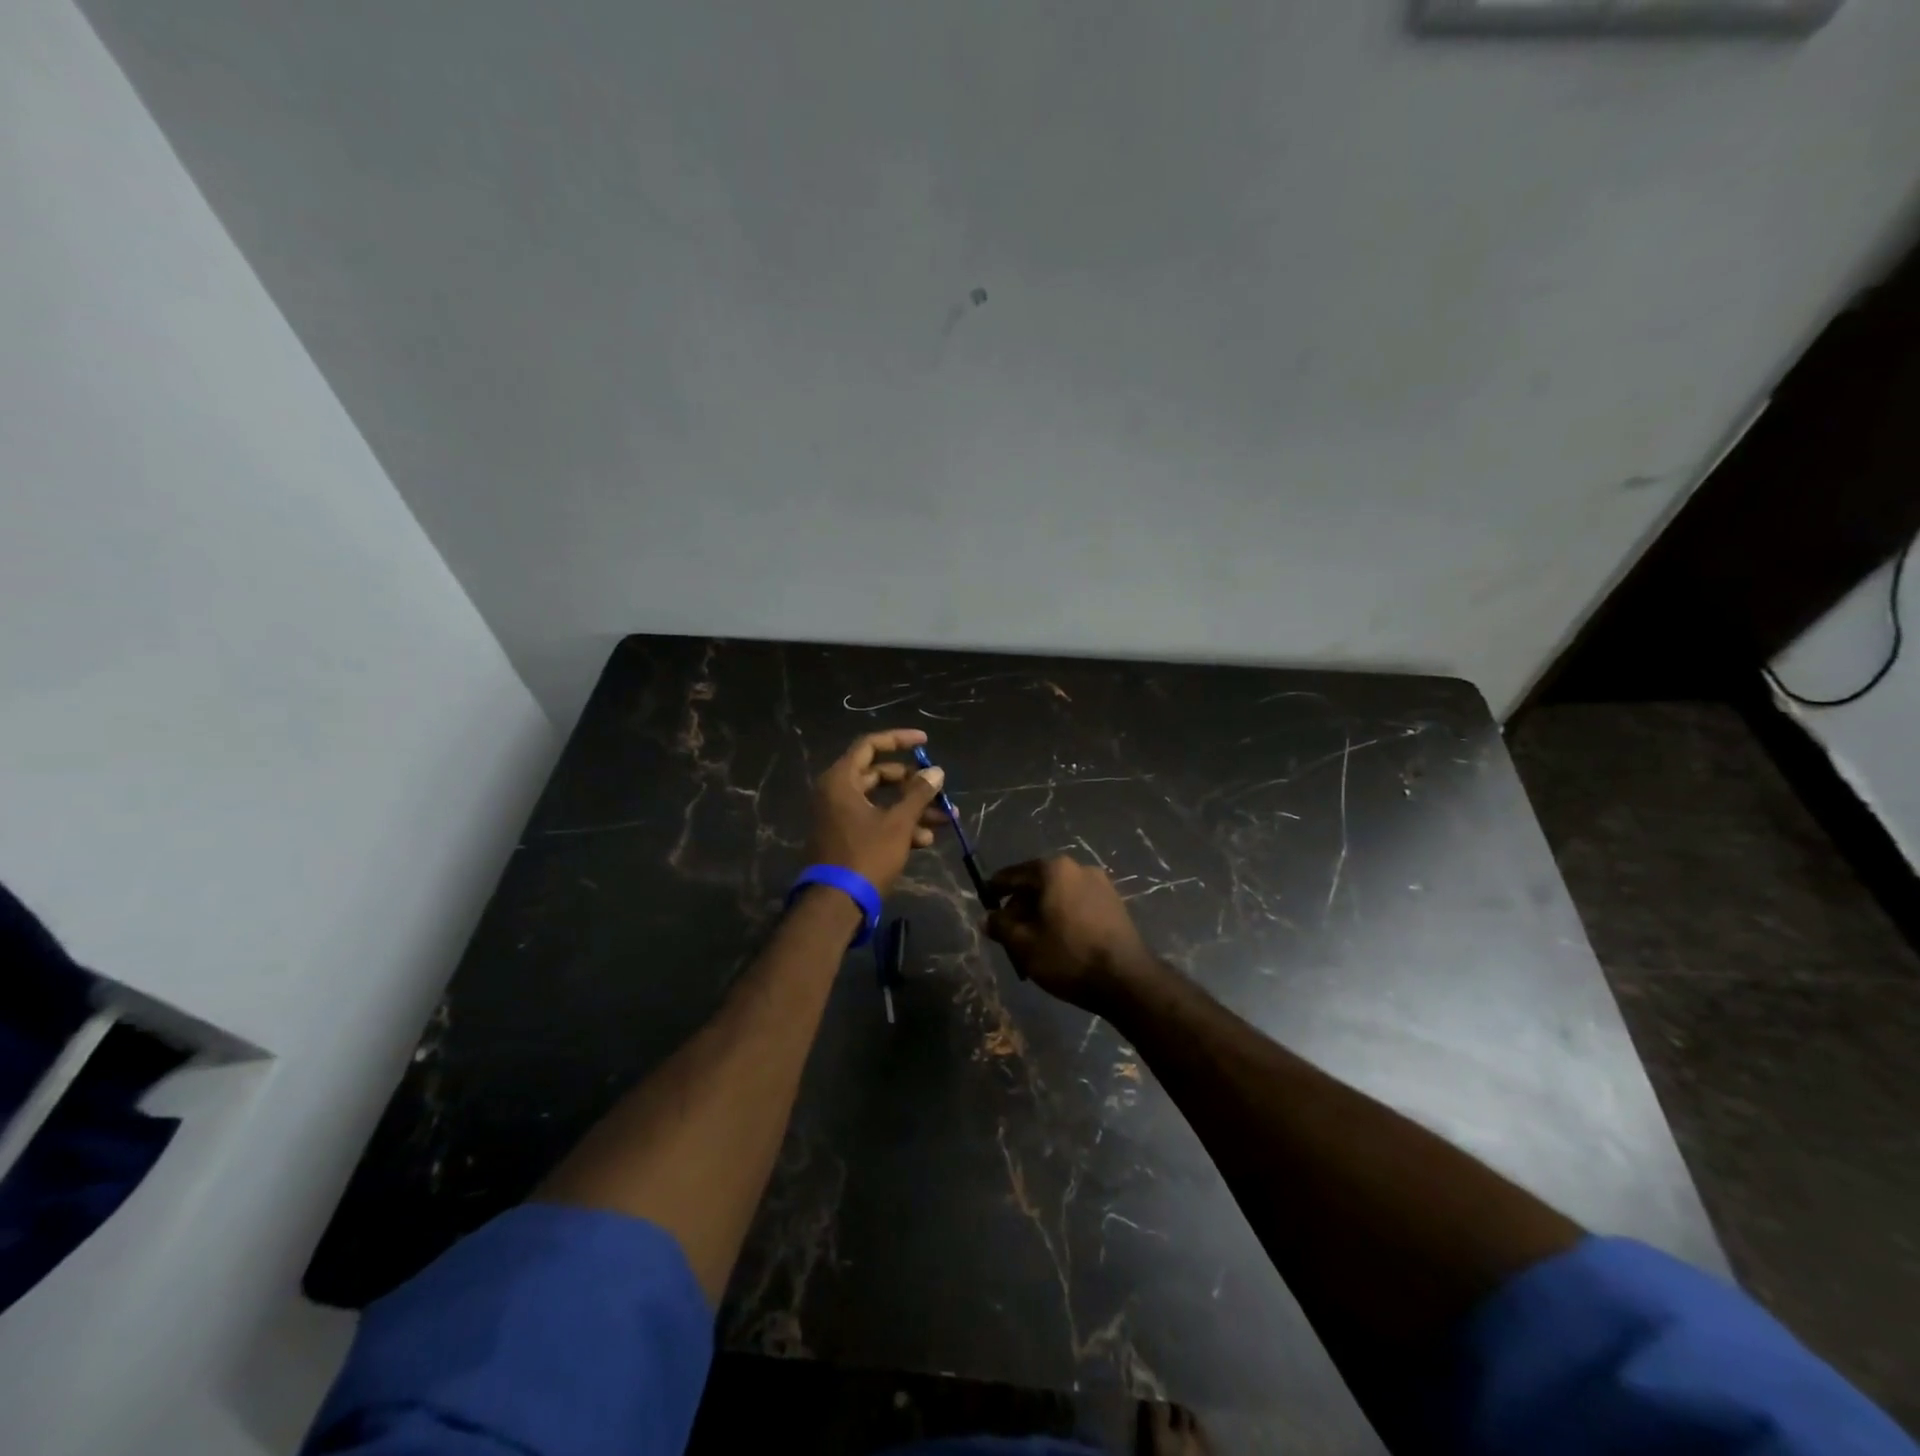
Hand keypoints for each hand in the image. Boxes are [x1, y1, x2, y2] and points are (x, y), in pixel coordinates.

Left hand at [805, 729, 947, 895]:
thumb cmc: (866, 855)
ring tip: (945, 819)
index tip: (925, 742)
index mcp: (841, 780)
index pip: (870, 745)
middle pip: (879, 775)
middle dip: (913, 783)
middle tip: (938, 789)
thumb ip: (918, 793)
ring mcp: (840, 816)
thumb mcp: (898, 823)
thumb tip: (936, 771)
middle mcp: (836, 793)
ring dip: (913, 808)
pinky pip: (875, 821)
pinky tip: (926, 840)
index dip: (898, 740)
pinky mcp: (846, 837)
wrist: (837, 904)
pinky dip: (899, 825)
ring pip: (881, 802)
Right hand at [985, 856, 1157, 1013]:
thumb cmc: (1068, 956)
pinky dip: (1063, 918)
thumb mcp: (1024, 944)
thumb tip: (988, 918)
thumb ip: (1001, 926)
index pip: (1013, 874)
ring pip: (1058, 896)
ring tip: (1033, 944)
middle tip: (1009, 934)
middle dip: (1020, 908)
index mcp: (1053, 870)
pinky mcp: (1115, 904)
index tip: (984, 902)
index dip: (995, 889)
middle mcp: (1078, 868)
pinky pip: (1077, 905)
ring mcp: (1101, 884)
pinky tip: (1059, 942)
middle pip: (1037, 885)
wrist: (1127, 979)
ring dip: (1042, 915)